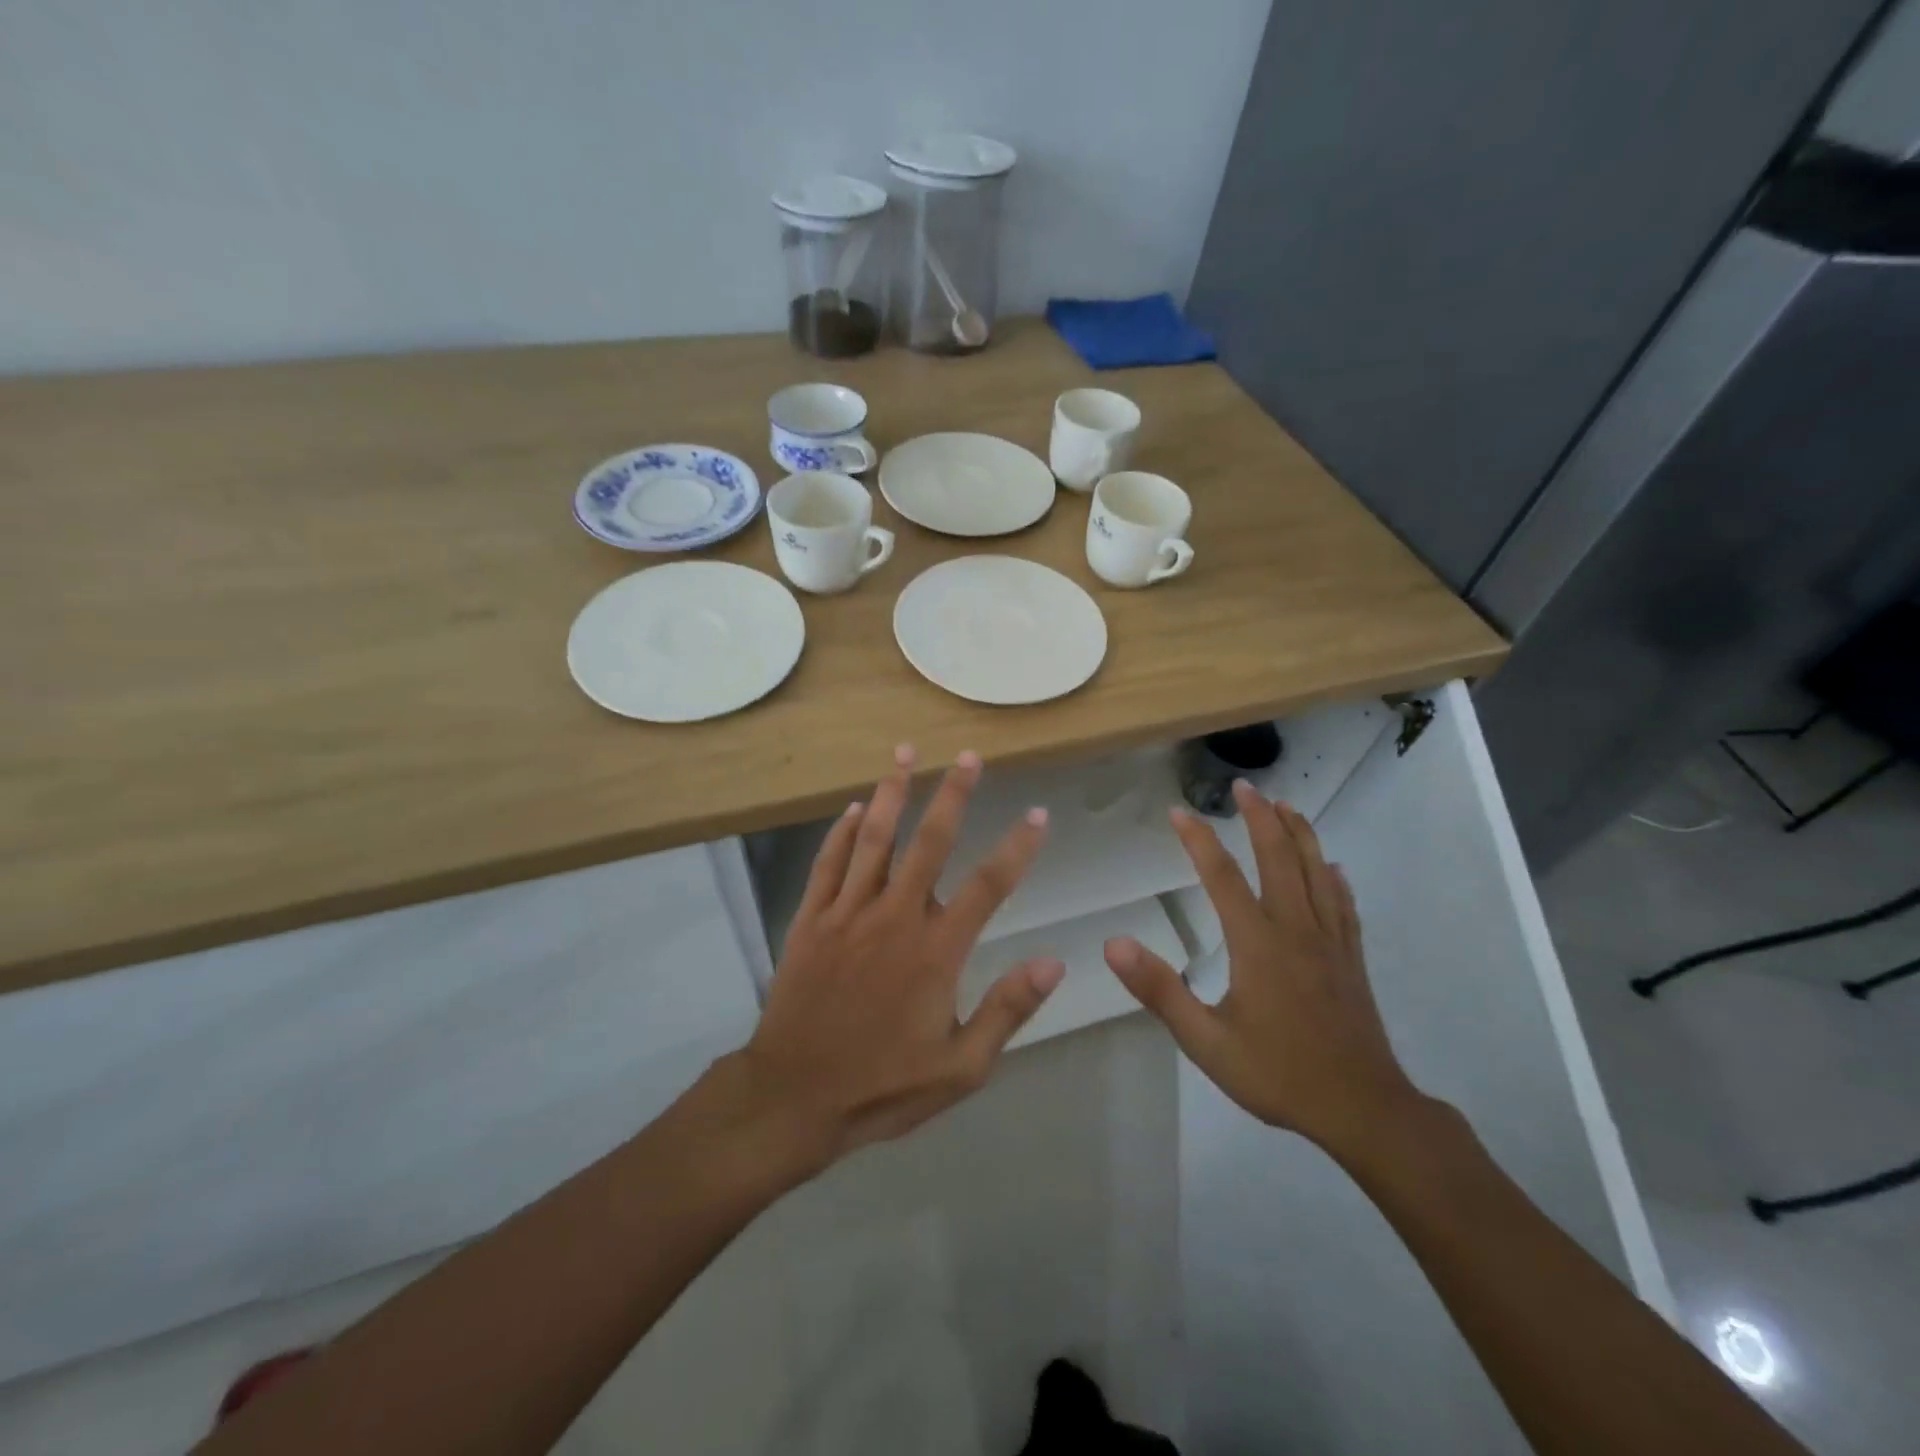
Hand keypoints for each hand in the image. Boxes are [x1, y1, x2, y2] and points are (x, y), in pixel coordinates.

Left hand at [734, 746, 1062, 1170]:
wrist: (793, 1098)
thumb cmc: (882, 1085)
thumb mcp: (961, 1068)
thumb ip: (1007, 1011)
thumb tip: (1054, 963)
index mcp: (936, 951)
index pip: (987, 886)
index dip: (1017, 847)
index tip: (1037, 814)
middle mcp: (894, 918)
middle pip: (929, 842)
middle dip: (952, 794)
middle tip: (967, 757)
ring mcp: (847, 913)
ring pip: (873, 839)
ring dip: (891, 793)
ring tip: (904, 753)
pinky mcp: (810, 920)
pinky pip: (827, 864)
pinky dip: (840, 832)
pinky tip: (852, 808)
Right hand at [1104, 780, 1423, 1156]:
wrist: (1364, 1110)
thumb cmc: (1279, 1075)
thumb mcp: (1207, 1041)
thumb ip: (1160, 991)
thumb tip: (1114, 944)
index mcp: (1258, 944)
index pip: (1222, 876)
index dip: (1197, 840)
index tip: (1178, 811)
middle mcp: (1296, 929)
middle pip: (1279, 858)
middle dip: (1260, 818)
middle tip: (1243, 787)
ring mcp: (1331, 941)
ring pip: (1316, 871)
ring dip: (1299, 833)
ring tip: (1285, 805)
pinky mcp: (1351, 959)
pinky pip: (1343, 904)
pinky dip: (1333, 877)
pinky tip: (1332, 866)